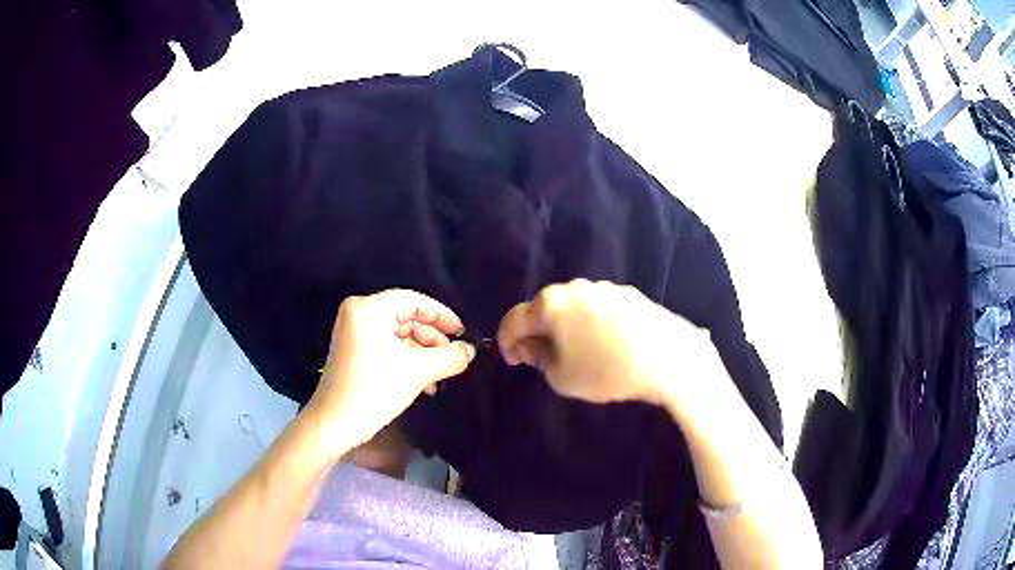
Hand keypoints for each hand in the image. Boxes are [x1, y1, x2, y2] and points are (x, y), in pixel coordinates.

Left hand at [308, 289, 475, 450]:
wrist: (334, 425)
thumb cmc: (374, 391)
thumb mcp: (418, 372)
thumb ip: (450, 357)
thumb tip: (470, 350)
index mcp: (369, 309)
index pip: (413, 300)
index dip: (442, 315)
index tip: (463, 333)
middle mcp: (358, 313)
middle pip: (406, 317)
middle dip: (432, 340)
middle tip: (454, 358)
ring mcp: (353, 332)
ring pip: (398, 335)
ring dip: (422, 354)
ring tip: (440, 376)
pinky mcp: (353, 351)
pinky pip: (387, 346)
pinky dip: (406, 360)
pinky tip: (424, 382)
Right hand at [497, 279, 712, 406]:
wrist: (667, 359)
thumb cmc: (606, 371)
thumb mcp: (561, 377)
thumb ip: (539, 359)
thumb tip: (532, 347)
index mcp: (551, 304)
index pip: (515, 319)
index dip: (507, 340)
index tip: (511, 359)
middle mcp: (575, 288)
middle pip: (544, 309)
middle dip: (538, 332)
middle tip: (541, 357)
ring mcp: (605, 288)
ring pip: (573, 307)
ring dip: (566, 326)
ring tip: (577, 351)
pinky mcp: (629, 294)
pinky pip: (598, 308)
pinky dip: (591, 323)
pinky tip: (605, 343)